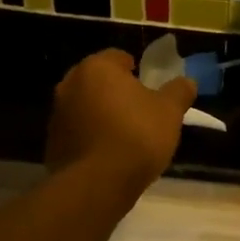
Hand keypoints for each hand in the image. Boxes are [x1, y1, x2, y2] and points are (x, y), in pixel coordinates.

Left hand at [46, 50, 196, 193]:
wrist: (97, 184)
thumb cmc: (136, 135)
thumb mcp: (170, 111)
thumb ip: (179, 92)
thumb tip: (187, 81)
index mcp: (97, 68)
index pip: (117, 57)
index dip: (135, 69)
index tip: (149, 86)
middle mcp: (70, 84)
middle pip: (98, 82)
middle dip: (115, 92)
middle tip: (138, 109)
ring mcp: (57, 115)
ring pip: (85, 107)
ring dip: (101, 115)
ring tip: (124, 135)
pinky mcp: (52, 144)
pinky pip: (77, 133)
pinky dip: (91, 138)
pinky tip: (109, 155)